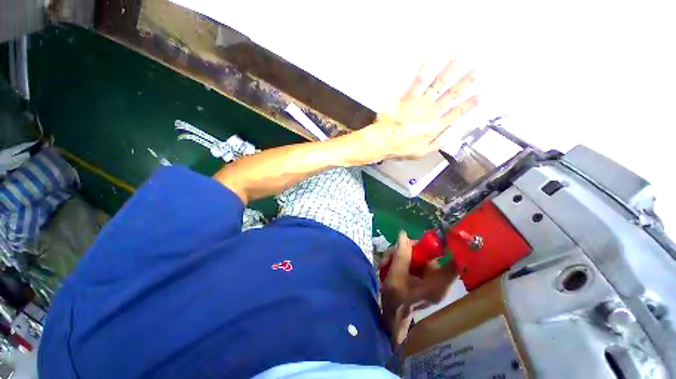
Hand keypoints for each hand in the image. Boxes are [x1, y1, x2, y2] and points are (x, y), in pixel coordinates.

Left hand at [362, 60, 478, 160]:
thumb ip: (435, 145)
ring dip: (449, 71)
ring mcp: (420, 104)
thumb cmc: (400, 148)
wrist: (383, 142)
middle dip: (466, 82)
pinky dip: (424, 70)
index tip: (482, 94)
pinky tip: (430, 57)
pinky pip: (417, 82)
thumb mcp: (420, 152)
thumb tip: (448, 138)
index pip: (457, 113)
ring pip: (439, 85)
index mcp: (435, 127)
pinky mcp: (407, 98)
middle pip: (451, 95)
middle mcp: (431, 113)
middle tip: (477, 69)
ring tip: (459, 59)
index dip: (470, 104)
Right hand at [381, 231, 457, 345]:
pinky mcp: (423, 277)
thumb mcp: (396, 276)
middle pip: (430, 255)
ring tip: (386, 261)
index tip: (440, 233)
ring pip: (420, 256)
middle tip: (393, 251)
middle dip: (410, 249)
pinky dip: (402, 259)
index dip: (449, 247)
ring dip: (401, 254)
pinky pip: (415, 261)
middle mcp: (438, 280)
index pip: (453, 263)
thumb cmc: (395, 300)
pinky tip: (389, 263)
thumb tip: (403, 234)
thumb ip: (401, 255)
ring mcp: (430, 278)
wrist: (392, 316)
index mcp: (438, 284)